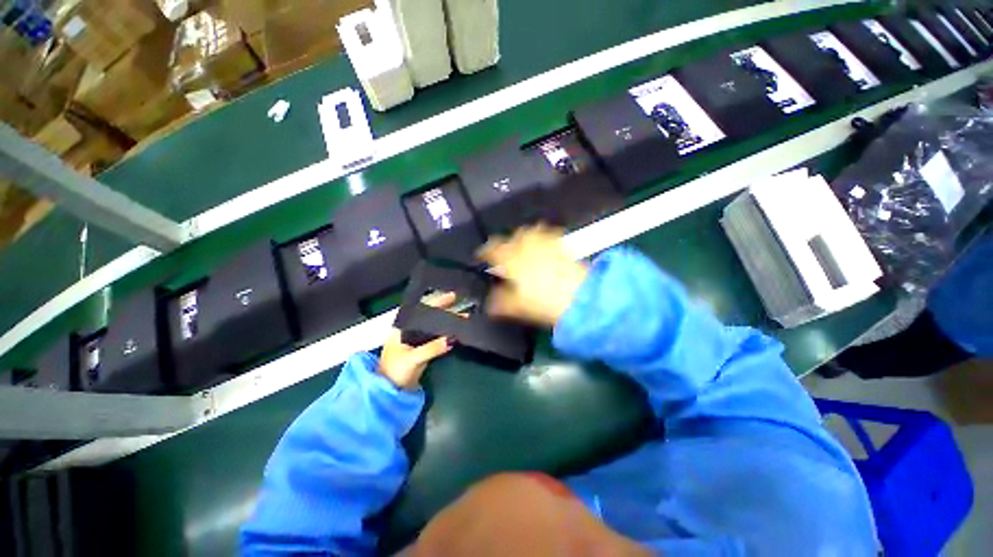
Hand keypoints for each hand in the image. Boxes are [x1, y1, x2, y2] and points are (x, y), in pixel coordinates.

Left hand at [378, 292, 455, 389]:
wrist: (391, 390)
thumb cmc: (395, 370)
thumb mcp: (413, 358)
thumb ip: (432, 348)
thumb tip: (451, 339)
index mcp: (403, 327)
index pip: (421, 309)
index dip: (436, 301)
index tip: (451, 296)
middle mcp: (410, 329)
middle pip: (429, 315)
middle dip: (445, 309)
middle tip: (460, 301)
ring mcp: (417, 339)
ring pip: (434, 325)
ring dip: (448, 321)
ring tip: (464, 316)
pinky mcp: (423, 348)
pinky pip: (437, 336)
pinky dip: (447, 332)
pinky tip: (456, 330)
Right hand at [477, 225, 588, 326]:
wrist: (580, 297)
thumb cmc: (544, 302)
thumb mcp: (518, 306)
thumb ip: (500, 302)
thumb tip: (490, 303)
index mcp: (512, 259)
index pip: (493, 249)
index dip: (485, 251)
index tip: (482, 255)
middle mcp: (527, 246)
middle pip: (513, 236)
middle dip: (507, 242)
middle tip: (506, 253)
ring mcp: (546, 243)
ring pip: (531, 232)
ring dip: (525, 237)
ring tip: (524, 247)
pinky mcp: (563, 246)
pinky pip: (549, 235)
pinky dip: (543, 238)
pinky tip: (546, 247)